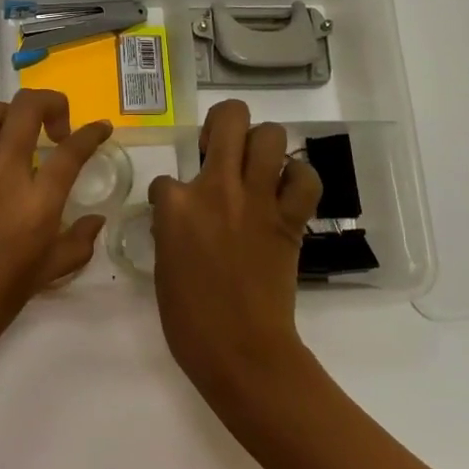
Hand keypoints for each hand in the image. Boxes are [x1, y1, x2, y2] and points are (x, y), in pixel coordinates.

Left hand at [0, 90, 113, 370]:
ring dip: (1, 116)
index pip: (72, 151)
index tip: (99, 129)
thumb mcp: (48, 273)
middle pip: (25, 110)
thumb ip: (78, 242)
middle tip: (55, 126)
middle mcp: (0, 177)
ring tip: (10, 135)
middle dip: (49, 103)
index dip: (92, 133)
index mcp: (36, 203)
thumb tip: (95, 221)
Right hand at [148, 100, 322, 406]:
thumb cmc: (189, 318)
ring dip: (262, 143)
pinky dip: (298, 178)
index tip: (175, 214)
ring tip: (254, 164)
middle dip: (223, 122)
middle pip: (230, 118)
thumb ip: (171, 229)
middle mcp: (217, 188)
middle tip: (219, 147)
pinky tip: (284, 190)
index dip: (169, 194)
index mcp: (176, 205)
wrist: (241, 350)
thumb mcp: (163, 265)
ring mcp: (258, 200)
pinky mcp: (290, 219)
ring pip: (271, 135)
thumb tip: (180, 216)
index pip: (166, 178)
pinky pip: (305, 178)